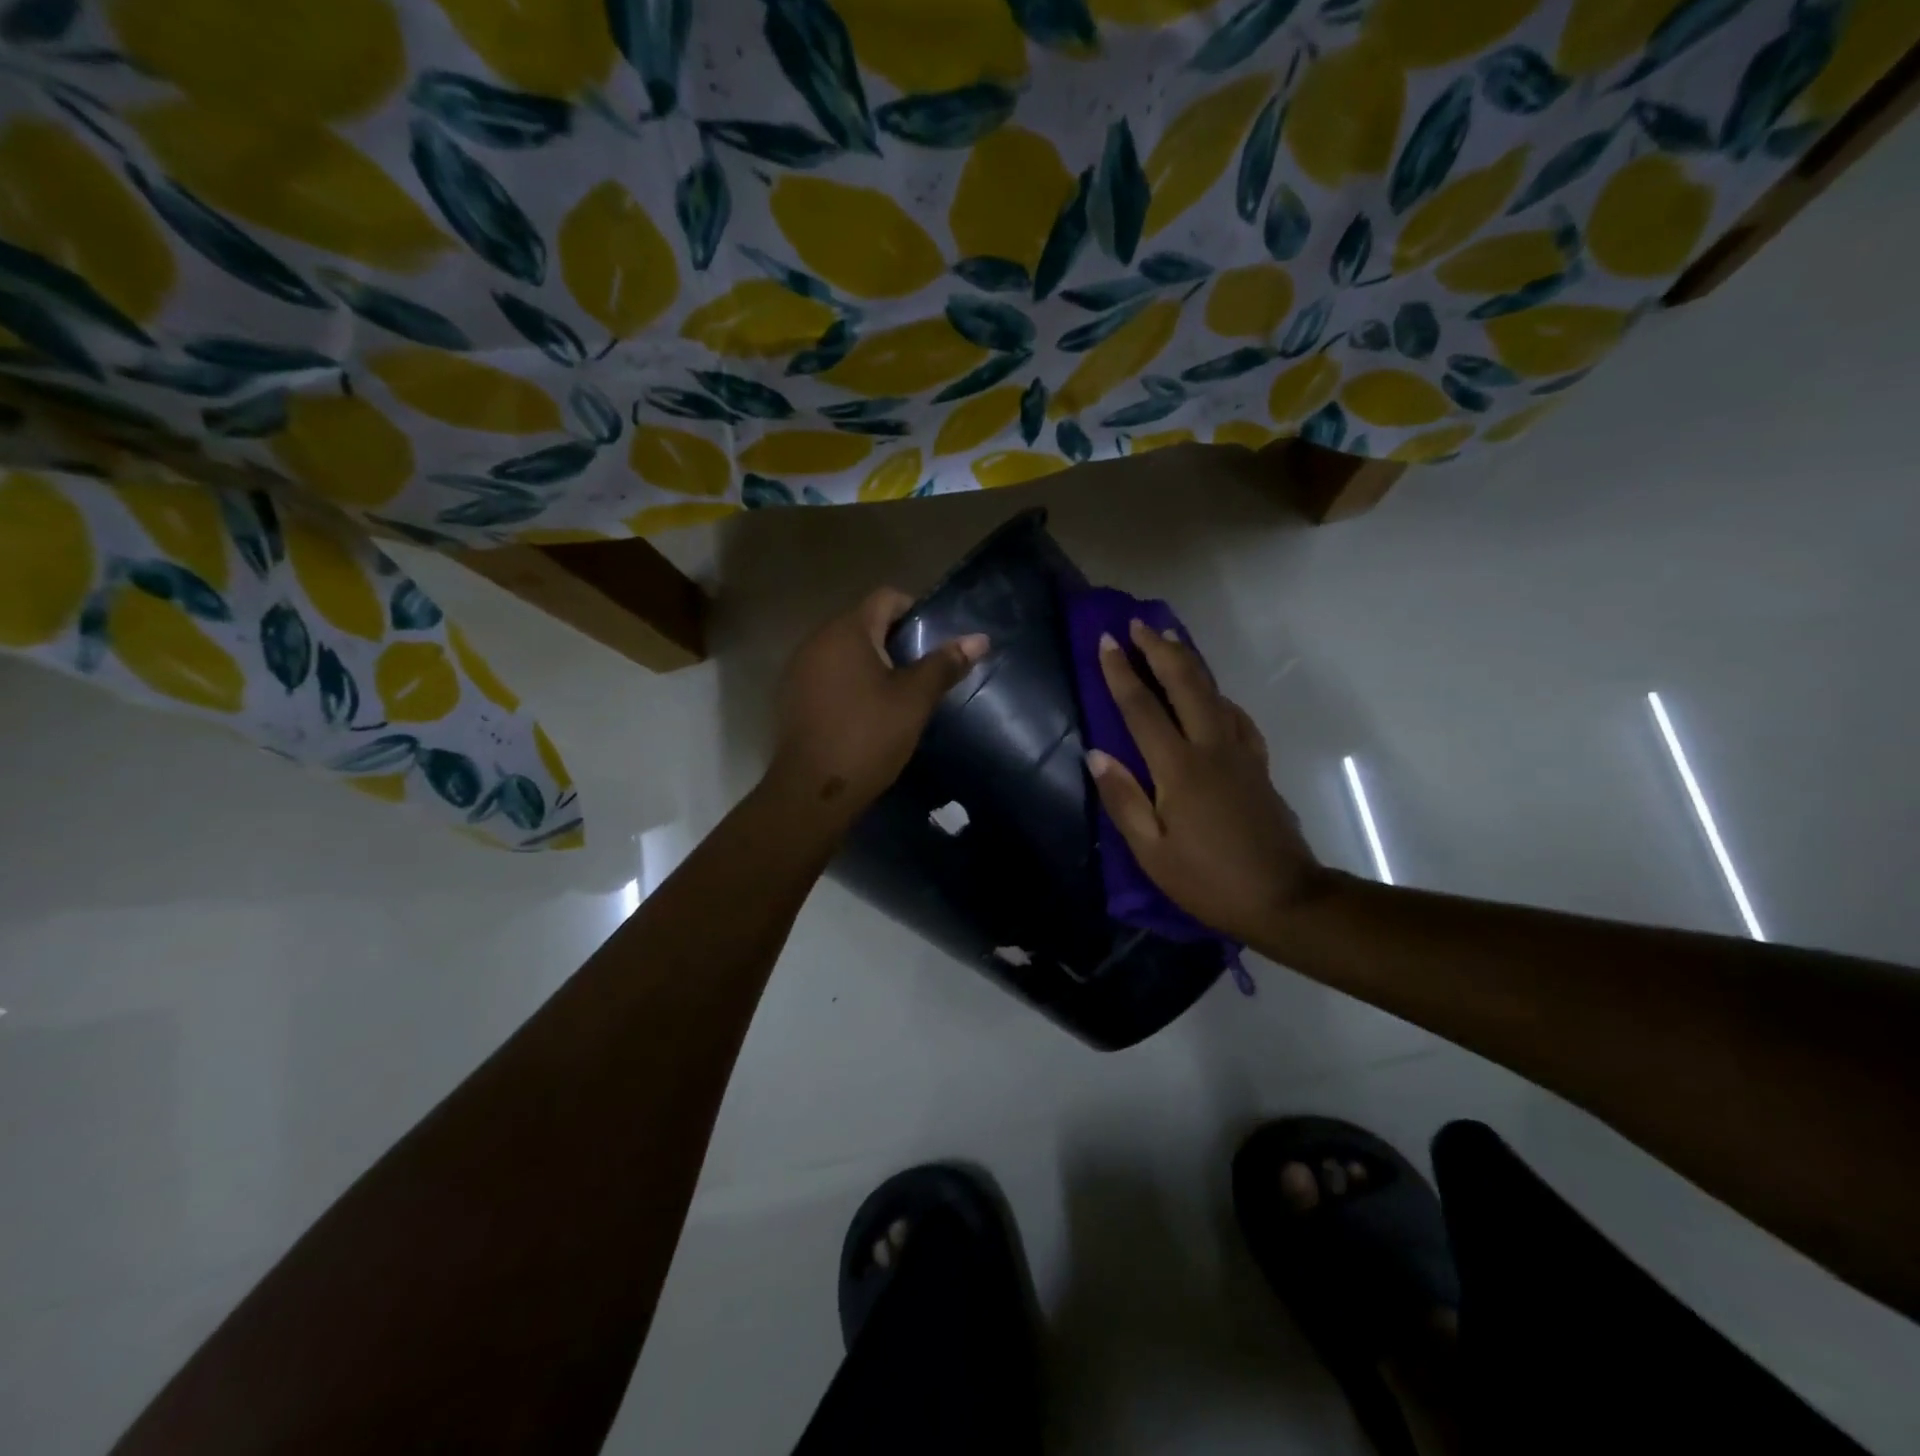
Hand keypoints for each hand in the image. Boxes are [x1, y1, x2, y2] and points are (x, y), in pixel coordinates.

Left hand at [767, 587, 987, 828]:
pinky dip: (850, 682)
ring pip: (845, 651)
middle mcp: (816, 640)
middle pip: (864, 622)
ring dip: (872, 663)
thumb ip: (944, 664)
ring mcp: (799, 669)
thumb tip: (979, 639)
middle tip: (923, 670)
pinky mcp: (792, 696)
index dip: (915, 611)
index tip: (934, 641)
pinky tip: (866, 712)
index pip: (886, 597)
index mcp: (846, 631)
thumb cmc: (868, 737)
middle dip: (895, 640)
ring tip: (899, 693)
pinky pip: (828, 674)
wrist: (813, 791)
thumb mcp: (914, 700)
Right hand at [1088, 619, 1322, 943]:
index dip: (1121, 673)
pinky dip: (1216, 694)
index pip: (1142, 709)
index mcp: (1179, 769)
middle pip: (1185, 685)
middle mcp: (1211, 748)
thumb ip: (1123, 799)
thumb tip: (1096, 754)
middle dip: (1159, 650)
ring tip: (1169, 641)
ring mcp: (1240, 754)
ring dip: (1189, 663)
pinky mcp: (1258, 765)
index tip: (1105, 641)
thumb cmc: (1208, 881)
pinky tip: (1211, 695)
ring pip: (1213, 692)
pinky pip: (1235, 715)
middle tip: (1137, 623)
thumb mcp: (1152, 852)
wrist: (1284, 899)